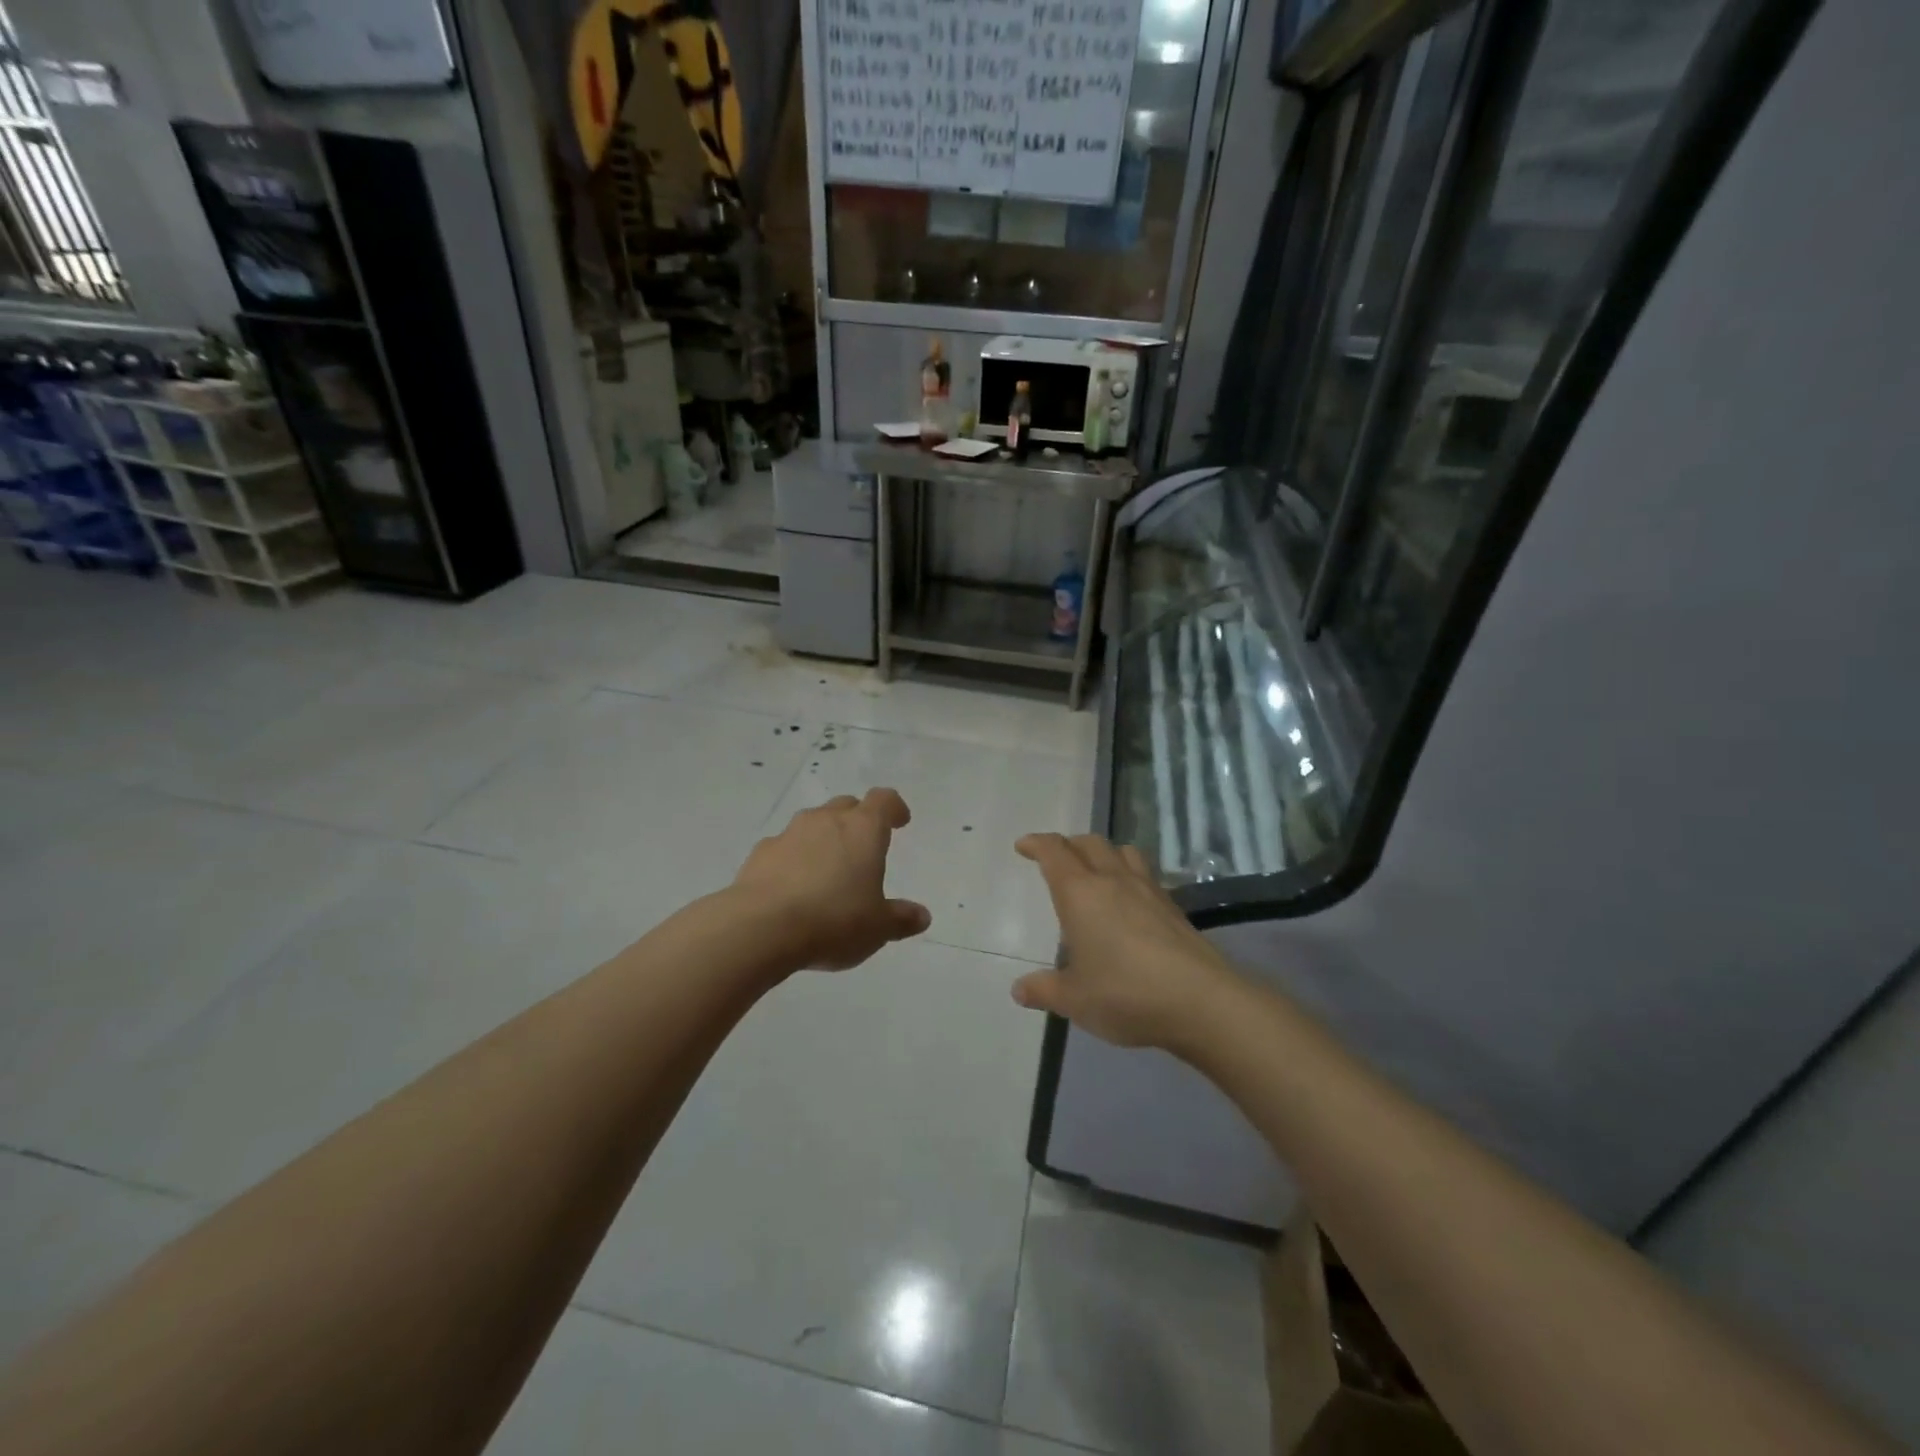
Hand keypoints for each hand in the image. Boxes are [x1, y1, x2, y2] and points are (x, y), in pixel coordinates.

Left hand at [731, 788, 931, 969]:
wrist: (761, 928)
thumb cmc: (834, 920)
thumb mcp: (878, 927)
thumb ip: (901, 919)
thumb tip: (922, 916)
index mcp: (863, 829)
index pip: (883, 800)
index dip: (894, 808)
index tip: (900, 821)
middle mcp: (826, 820)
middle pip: (846, 806)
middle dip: (858, 820)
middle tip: (864, 846)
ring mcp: (789, 833)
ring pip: (813, 824)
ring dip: (823, 839)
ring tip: (827, 870)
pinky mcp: (760, 853)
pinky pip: (784, 847)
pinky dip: (793, 859)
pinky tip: (793, 887)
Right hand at [1010, 833, 1239, 1050]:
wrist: (1201, 1001)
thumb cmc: (1125, 993)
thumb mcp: (1074, 999)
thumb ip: (1044, 990)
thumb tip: (1019, 990)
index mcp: (1080, 893)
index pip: (1054, 852)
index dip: (1036, 844)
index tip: (1023, 846)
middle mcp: (1113, 880)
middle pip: (1089, 843)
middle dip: (1068, 845)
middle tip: (1056, 860)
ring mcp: (1148, 890)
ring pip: (1122, 852)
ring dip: (1103, 853)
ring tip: (1095, 871)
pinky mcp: (1173, 906)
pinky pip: (1145, 874)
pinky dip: (1129, 874)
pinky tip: (1129, 902)